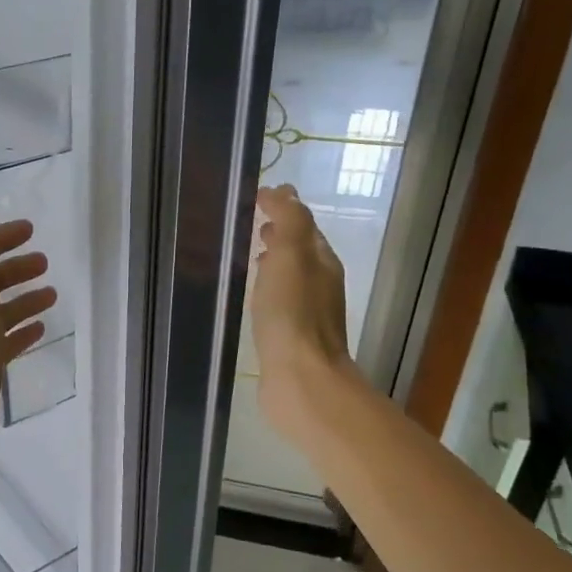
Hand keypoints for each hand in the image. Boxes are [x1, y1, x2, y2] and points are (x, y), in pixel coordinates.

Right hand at [252, 184, 350, 439]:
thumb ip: (289, 221)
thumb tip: (285, 192)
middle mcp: (320, 285)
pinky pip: (280, 303)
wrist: (301, 379)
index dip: (283, 208)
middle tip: (253, 225)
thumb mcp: (290, 256)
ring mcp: (308, 314)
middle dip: (280, 235)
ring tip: (249, 258)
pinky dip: (268, 291)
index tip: (255, 197)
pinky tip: (253, 299)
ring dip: (274, 263)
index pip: (304, 225)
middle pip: (301, 251)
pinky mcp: (292, 339)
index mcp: (322, 262)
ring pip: (291, 278)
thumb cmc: (292, 315)